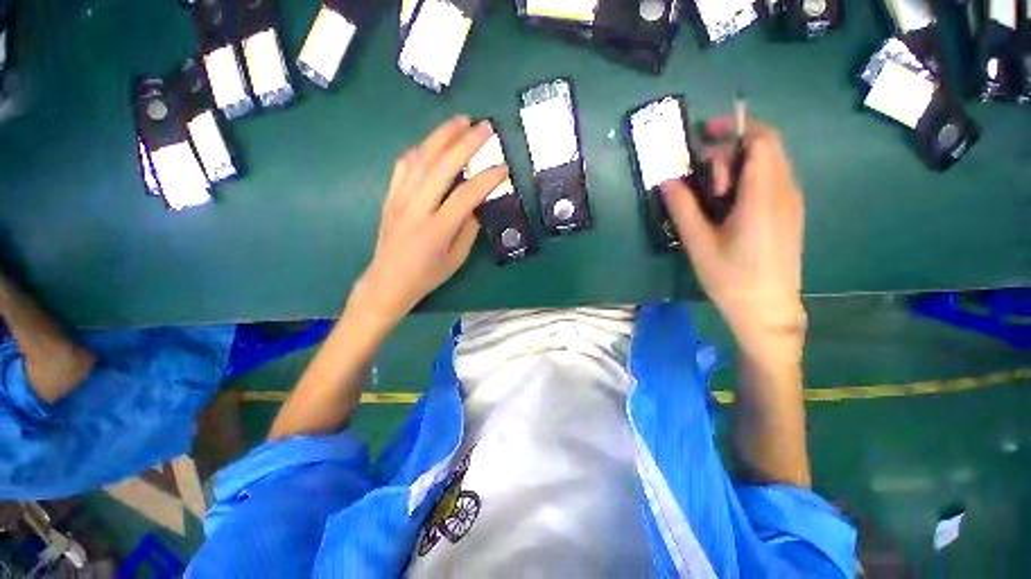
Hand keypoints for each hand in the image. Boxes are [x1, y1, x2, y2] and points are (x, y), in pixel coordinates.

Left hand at [349, 116, 506, 333]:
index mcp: (437, 229)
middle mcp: (416, 208)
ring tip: (460, 121)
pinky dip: (419, 149)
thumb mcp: (456, 259)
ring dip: (441, 136)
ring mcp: (400, 199)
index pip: (466, 195)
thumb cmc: (426, 275)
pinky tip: (431, 143)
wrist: (388, 282)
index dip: (487, 179)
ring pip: (420, 158)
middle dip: (465, 142)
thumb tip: (476, 204)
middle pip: (441, 166)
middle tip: (484, 126)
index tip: (503, 168)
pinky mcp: (390, 196)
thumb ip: (468, 229)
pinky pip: (403, 165)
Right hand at [661, 119, 804, 358]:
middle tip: (704, 177)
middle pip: (767, 147)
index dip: (735, 128)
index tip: (706, 132)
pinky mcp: (790, 213)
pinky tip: (729, 203)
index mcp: (763, 196)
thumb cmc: (730, 277)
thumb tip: (666, 180)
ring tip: (714, 193)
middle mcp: (784, 191)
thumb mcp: (699, 242)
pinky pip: (773, 179)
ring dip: (740, 164)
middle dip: (732, 148)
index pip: (760, 141)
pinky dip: (750, 177)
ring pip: (771, 162)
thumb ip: (682, 207)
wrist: (767, 309)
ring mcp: (791, 202)